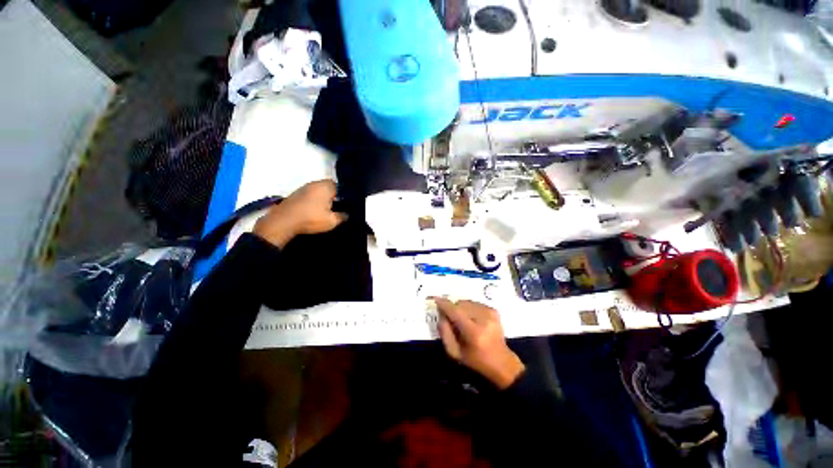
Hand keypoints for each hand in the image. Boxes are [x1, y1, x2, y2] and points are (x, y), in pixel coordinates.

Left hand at [253, 180, 345, 247]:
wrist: (283, 221)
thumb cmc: (311, 218)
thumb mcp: (332, 221)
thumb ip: (342, 216)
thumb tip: (347, 214)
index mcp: (326, 186)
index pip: (340, 186)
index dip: (343, 195)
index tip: (345, 204)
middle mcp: (315, 183)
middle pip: (328, 187)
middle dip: (333, 196)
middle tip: (336, 208)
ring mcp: (303, 188)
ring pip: (318, 191)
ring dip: (322, 198)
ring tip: (325, 211)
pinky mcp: (295, 194)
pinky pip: (309, 195)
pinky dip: (313, 201)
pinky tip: (314, 211)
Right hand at [433, 298, 524, 388]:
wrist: (501, 362)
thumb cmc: (476, 360)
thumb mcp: (455, 352)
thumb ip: (445, 332)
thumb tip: (441, 314)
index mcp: (474, 333)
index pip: (456, 313)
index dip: (445, 305)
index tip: (436, 299)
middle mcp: (484, 319)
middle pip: (461, 304)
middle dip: (453, 309)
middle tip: (451, 320)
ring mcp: (490, 313)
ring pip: (467, 302)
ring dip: (461, 308)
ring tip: (463, 321)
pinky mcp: (494, 310)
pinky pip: (474, 303)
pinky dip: (469, 308)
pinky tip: (472, 320)